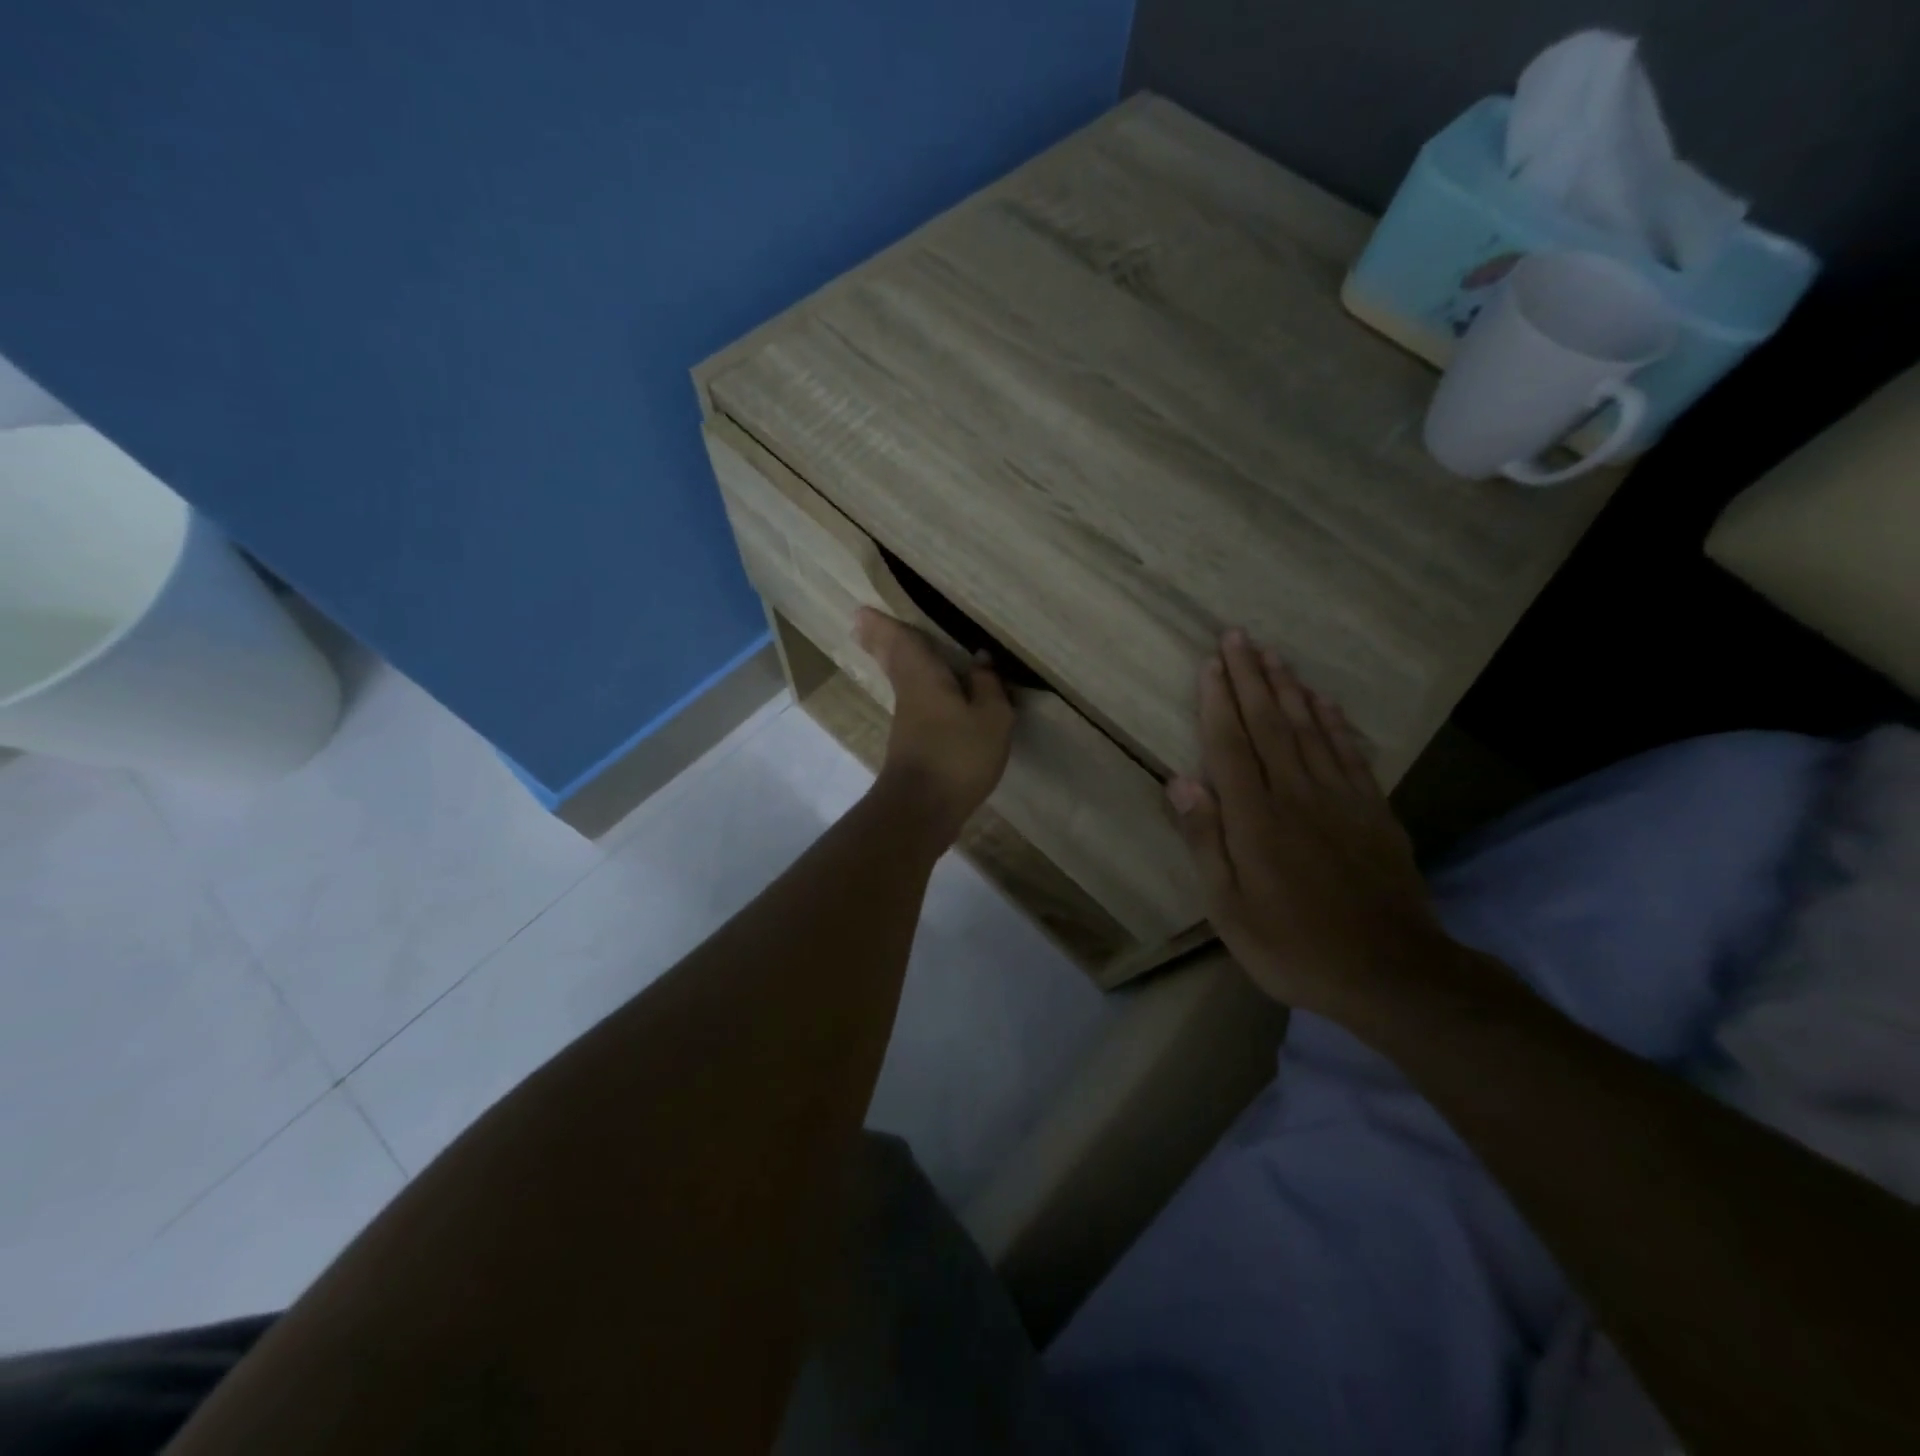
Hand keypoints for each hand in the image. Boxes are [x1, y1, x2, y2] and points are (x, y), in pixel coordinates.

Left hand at [853, 608, 1013, 841]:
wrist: (923, 810)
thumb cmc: (958, 756)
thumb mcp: (991, 718)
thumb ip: (988, 686)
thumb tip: (981, 660)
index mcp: (924, 677)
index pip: (900, 641)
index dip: (884, 624)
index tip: (862, 610)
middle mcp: (909, 693)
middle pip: (892, 660)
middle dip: (879, 640)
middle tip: (863, 623)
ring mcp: (907, 722)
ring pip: (902, 680)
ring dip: (896, 661)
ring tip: (898, 646)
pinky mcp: (912, 745)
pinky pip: (915, 702)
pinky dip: (917, 688)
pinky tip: (933, 694)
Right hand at [1167, 630, 1451, 1022]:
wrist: (1390, 972)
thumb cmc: (1292, 945)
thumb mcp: (1229, 907)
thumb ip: (1205, 840)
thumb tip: (1178, 781)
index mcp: (1255, 817)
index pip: (1230, 744)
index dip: (1218, 701)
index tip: (1211, 663)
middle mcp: (1296, 794)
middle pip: (1269, 723)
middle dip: (1250, 677)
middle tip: (1237, 636)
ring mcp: (1340, 798)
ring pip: (1309, 728)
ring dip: (1289, 687)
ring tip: (1273, 654)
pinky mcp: (1374, 811)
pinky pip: (1349, 752)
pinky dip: (1334, 721)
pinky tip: (1323, 701)